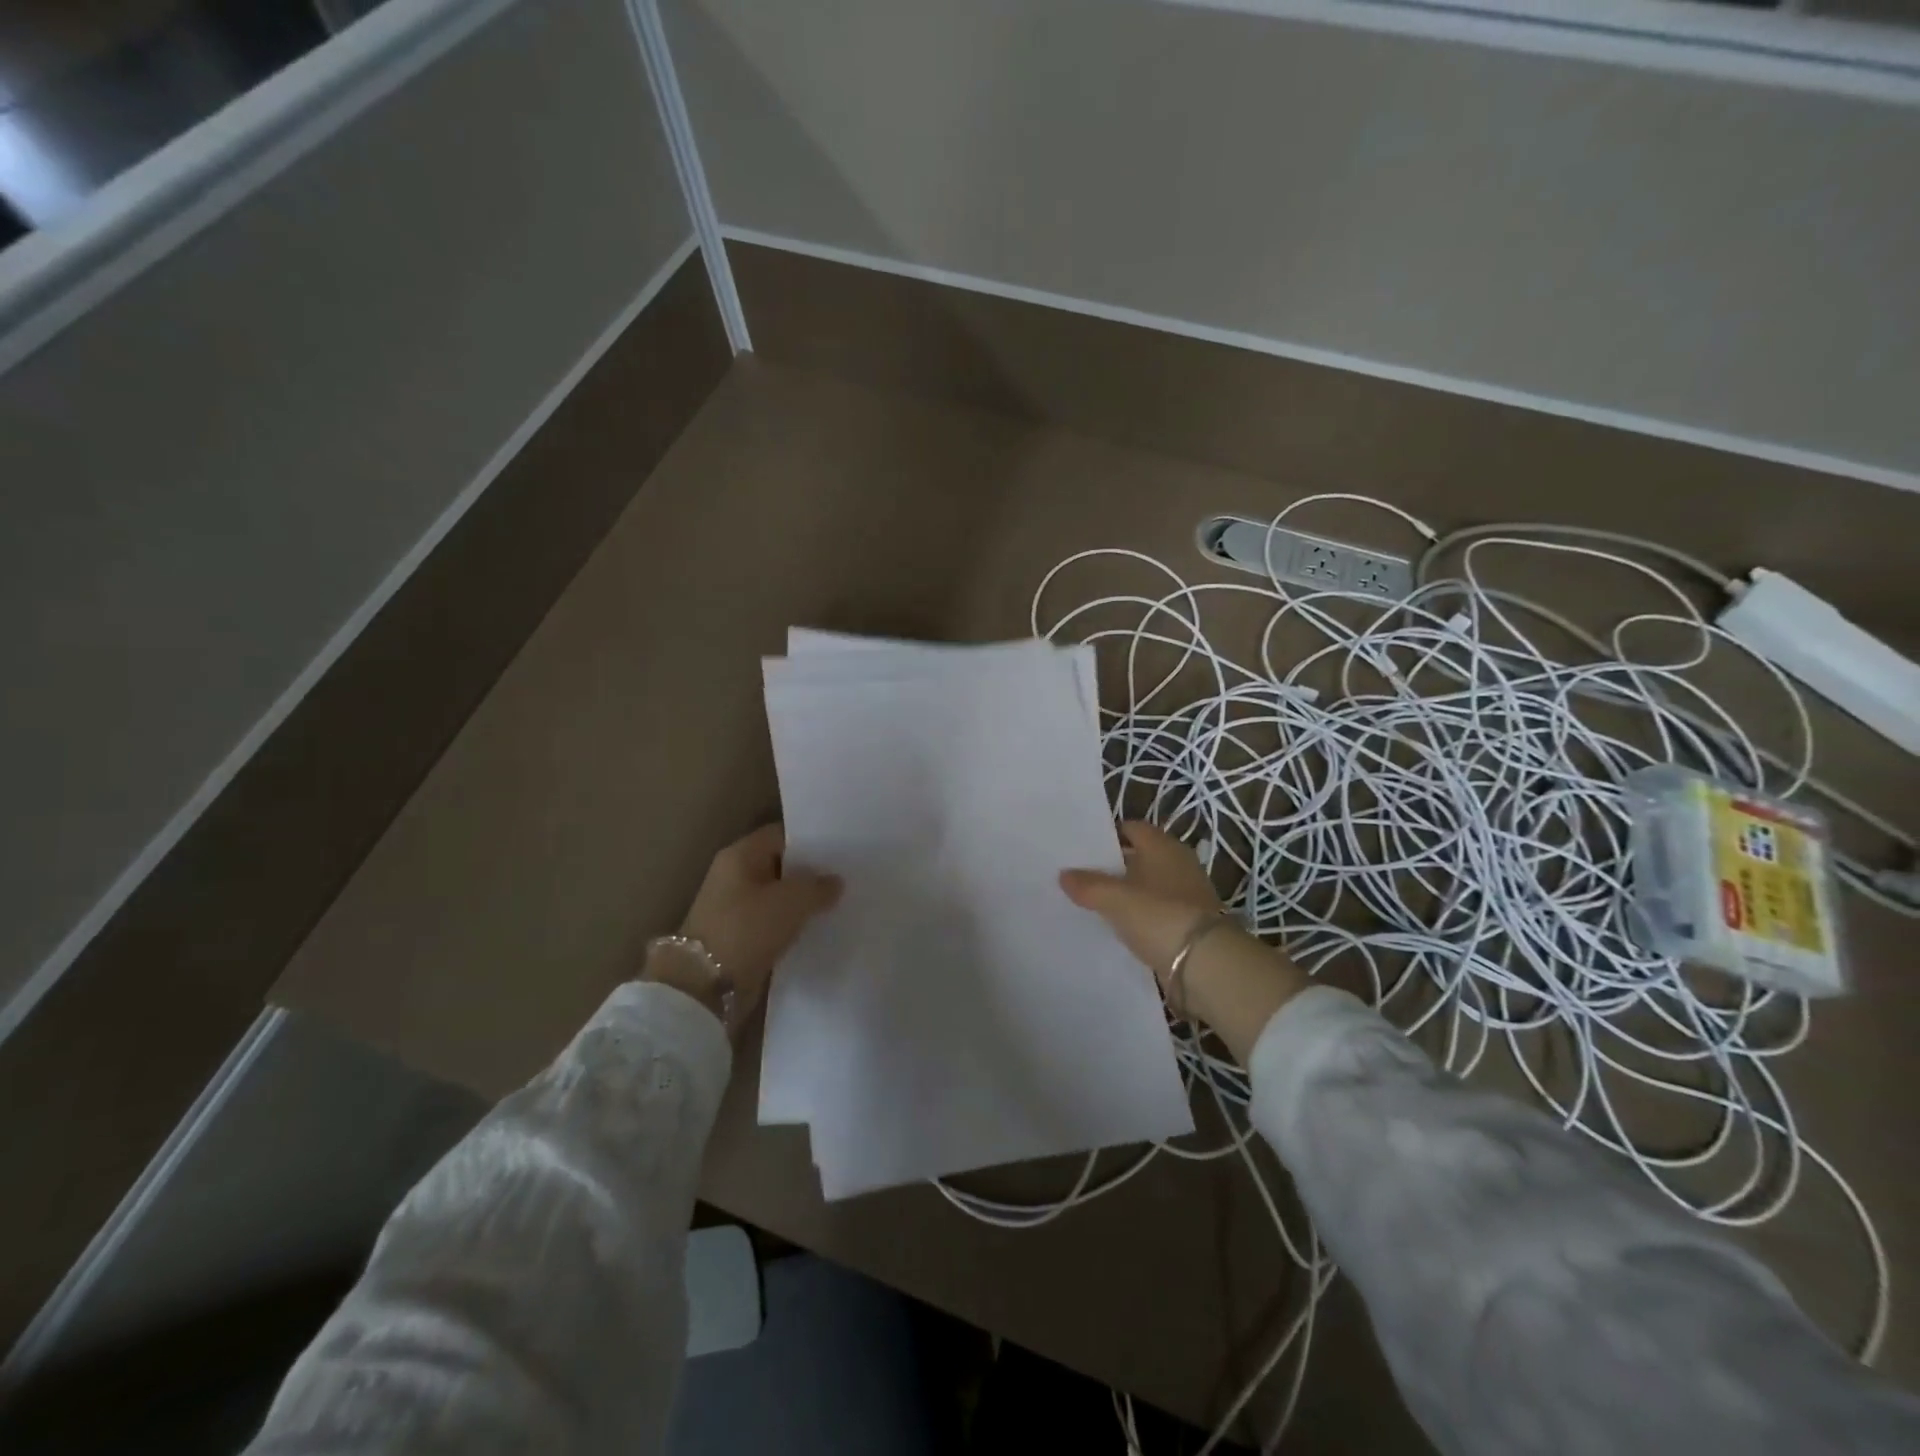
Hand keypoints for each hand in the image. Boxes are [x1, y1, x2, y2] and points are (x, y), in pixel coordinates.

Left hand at [646, 823, 840, 1032]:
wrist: (705, 988)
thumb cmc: (746, 930)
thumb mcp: (791, 901)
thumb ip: (817, 887)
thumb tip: (835, 881)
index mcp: (740, 856)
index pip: (781, 836)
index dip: (810, 840)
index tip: (841, 849)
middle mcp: (734, 876)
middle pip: (779, 865)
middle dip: (810, 872)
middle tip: (846, 876)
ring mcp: (734, 908)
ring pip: (778, 896)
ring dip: (802, 902)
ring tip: (838, 903)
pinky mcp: (739, 937)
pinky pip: (772, 922)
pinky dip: (792, 925)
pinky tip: (818, 928)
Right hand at [1059, 821, 1224, 987]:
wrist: (1206, 964)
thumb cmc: (1159, 916)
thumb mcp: (1115, 899)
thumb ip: (1088, 885)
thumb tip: (1064, 874)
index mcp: (1163, 847)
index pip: (1132, 828)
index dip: (1107, 835)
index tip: (1082, 848)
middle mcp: (1178, 864)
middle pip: (1139, 858)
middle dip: (1113, 866)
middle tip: (1081, 876)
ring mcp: (1186, 895)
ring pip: (1147, 887)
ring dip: (1126, 894)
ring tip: (1094, 903)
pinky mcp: (1189, 923)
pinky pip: (1156, 913)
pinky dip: (1140, 917)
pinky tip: (1119, 928)